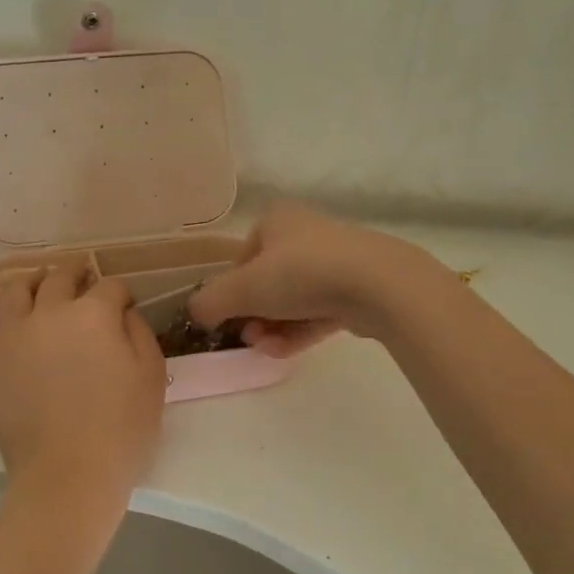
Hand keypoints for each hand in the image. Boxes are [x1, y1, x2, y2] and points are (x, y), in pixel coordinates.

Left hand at [0, 266, 165, 514]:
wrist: (69, 474)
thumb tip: (123, 312)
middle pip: (60, 277)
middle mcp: (48, 313)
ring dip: (30, 281)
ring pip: (12, 289)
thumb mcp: (151, 377)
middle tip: (83, 282)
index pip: (110, 287)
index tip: (124, 307)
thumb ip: (139, 333)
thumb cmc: (121, 430)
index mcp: (93, 314)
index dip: (121, 294)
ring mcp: (10, 335)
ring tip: (39, 288)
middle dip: (77, 274)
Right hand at [187, 204, 439, 355]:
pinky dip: (299, 331)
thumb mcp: (241, 289)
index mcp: (276, 220)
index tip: (229, 318)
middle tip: (249, 338)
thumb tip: (195, 314)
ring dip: (273, 327)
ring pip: (293, 300)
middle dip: (253, 315)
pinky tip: (285, 352)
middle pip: (267, 282)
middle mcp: (305, 234)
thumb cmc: (300, 274)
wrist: (377, 284)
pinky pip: (318, 311)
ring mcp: (335, 262)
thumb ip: (209, 302)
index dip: (230, 291)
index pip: (242, 259)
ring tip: (266, 349)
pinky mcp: (357, 289)